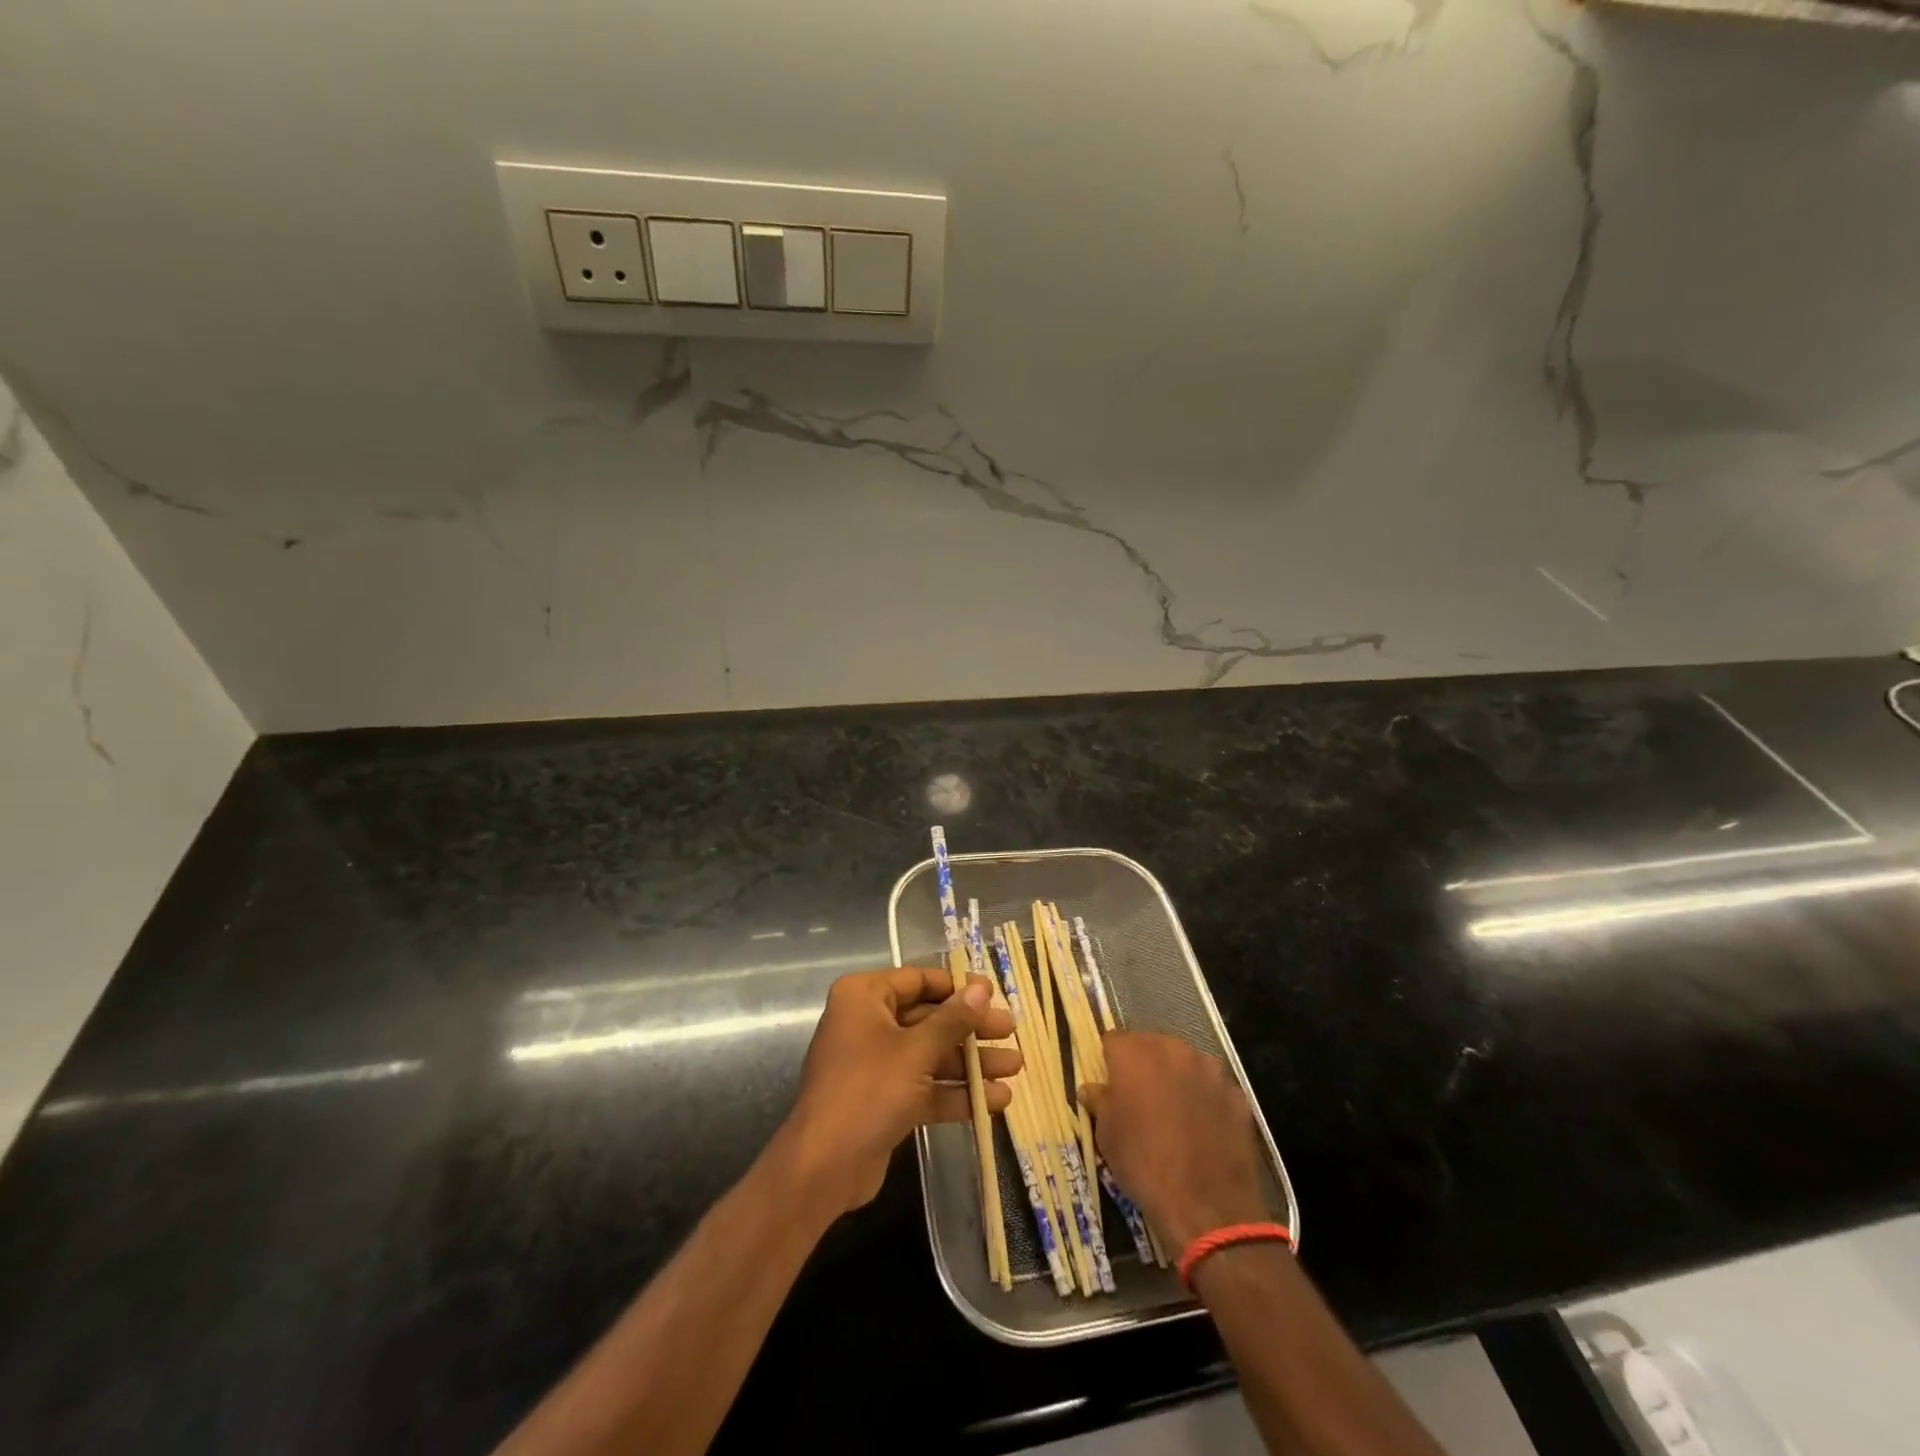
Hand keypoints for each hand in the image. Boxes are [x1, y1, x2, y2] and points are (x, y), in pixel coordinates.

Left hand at [776, 967, 1019, 1214]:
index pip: (918, 981)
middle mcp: (868, 1023)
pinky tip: (996, 1100)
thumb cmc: (868, 1090)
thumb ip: (952, 1020)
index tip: (993, 993)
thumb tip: (981, 989)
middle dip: (971, 1029)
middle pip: (929, 1018)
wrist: (823, 1168)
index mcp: (864, 997)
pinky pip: (925, 1086)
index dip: (957, 987)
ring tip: (1015, 1067)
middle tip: (1011, 1031)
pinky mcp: (884, 1100)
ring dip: (971, 1063)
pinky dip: (956, 1092)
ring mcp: (876, 1063)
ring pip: (931, 1055)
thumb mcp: (916, 1051)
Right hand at [1080, 1031, 1268, 1250]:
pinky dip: (1205, 1099)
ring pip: (1185, 1062)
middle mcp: (1172, 1049)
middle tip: (1140, 1098)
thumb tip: (1092, 1089)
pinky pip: (1212, 1087)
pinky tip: (1203, 1128)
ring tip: (1174, 1113)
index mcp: (1134, 1053)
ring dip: (1177, 1078)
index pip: (1113, 1040)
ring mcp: (1209, 1069)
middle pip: (1152, 1045)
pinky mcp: (1236, 1093)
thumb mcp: (1108, 1136)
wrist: (1207, 1206)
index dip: (1110, 1061)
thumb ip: (1099, 1102)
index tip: (1110, 1083)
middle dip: (1144, 1065)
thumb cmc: (1144, 1164)